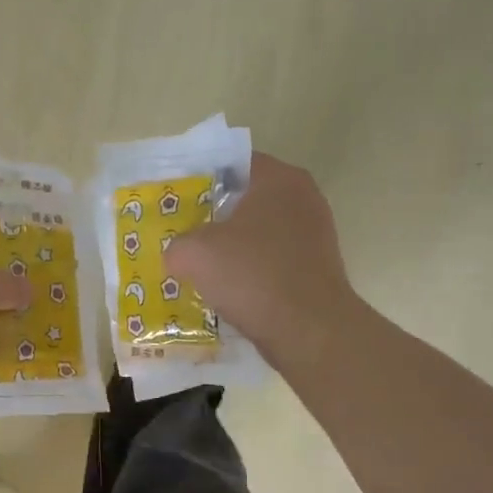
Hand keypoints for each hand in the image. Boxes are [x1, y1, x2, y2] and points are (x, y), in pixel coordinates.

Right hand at [165, 153, 352, 355]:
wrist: (308, 329)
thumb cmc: (252, 275)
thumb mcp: (195, 254)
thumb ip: (177, 244)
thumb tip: (177, 253)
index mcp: (278, 179)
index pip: (233, 163)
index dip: (200, 178)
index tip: (176, 199)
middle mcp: (303, 198)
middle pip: (247, 198)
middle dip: (214, 215)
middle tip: (181, 232)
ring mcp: (314, 234)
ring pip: (259, 232)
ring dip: (232, 247)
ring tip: (199, 265)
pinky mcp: (316, 268)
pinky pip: (272, 260)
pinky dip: (250, 271)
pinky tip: (227, 290)